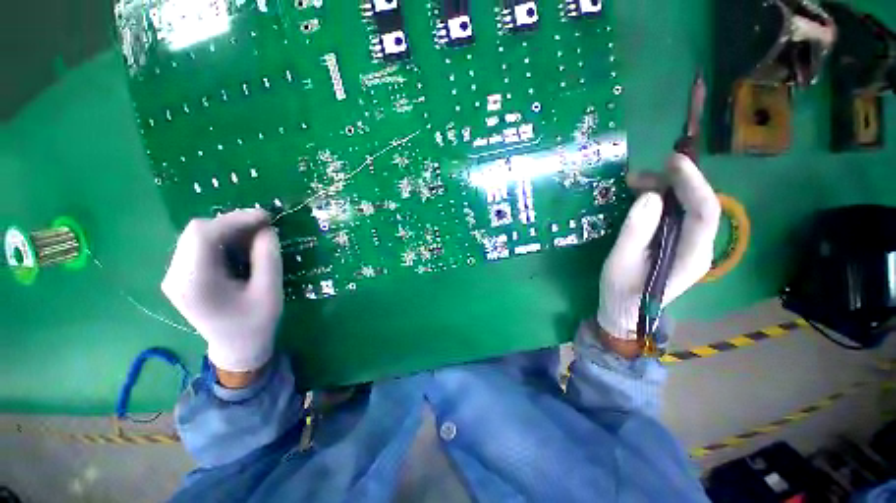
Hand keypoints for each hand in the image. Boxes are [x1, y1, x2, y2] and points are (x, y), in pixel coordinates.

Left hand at [162, 209, 283, 371]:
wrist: (237, 348)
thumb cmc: (256, 323)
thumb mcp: (270, 291)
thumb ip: (268, 258)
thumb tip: (266, 230)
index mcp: (194, 283)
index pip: (203, 235)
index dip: (235, 219)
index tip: (266, 217)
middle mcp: (176, 276)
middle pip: (197, 232)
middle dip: (233, 224)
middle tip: (264, 227)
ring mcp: (175, 276)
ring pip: (197, 236)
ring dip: (228, 231)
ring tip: (256, 237)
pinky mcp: (181, 276)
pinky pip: (199, 246)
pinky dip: (223, 240)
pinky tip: (242, 247)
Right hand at [597, 154, 719, 339]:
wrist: (625, 311)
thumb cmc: (621, 291)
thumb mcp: (620, 261)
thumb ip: (636, 230)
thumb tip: (651, 196)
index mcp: (690, 256)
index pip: (704, 213)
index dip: (692, 183)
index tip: (673, 161)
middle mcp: (699, 248)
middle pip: (697, 205)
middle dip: (672, 183)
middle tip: (637, 177)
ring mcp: (690, 246)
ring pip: (686, 208)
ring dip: (664, 190)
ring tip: (634, 183)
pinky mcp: (678, 244)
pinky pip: (675, 215)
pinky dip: (660, 201)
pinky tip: (642, 197)